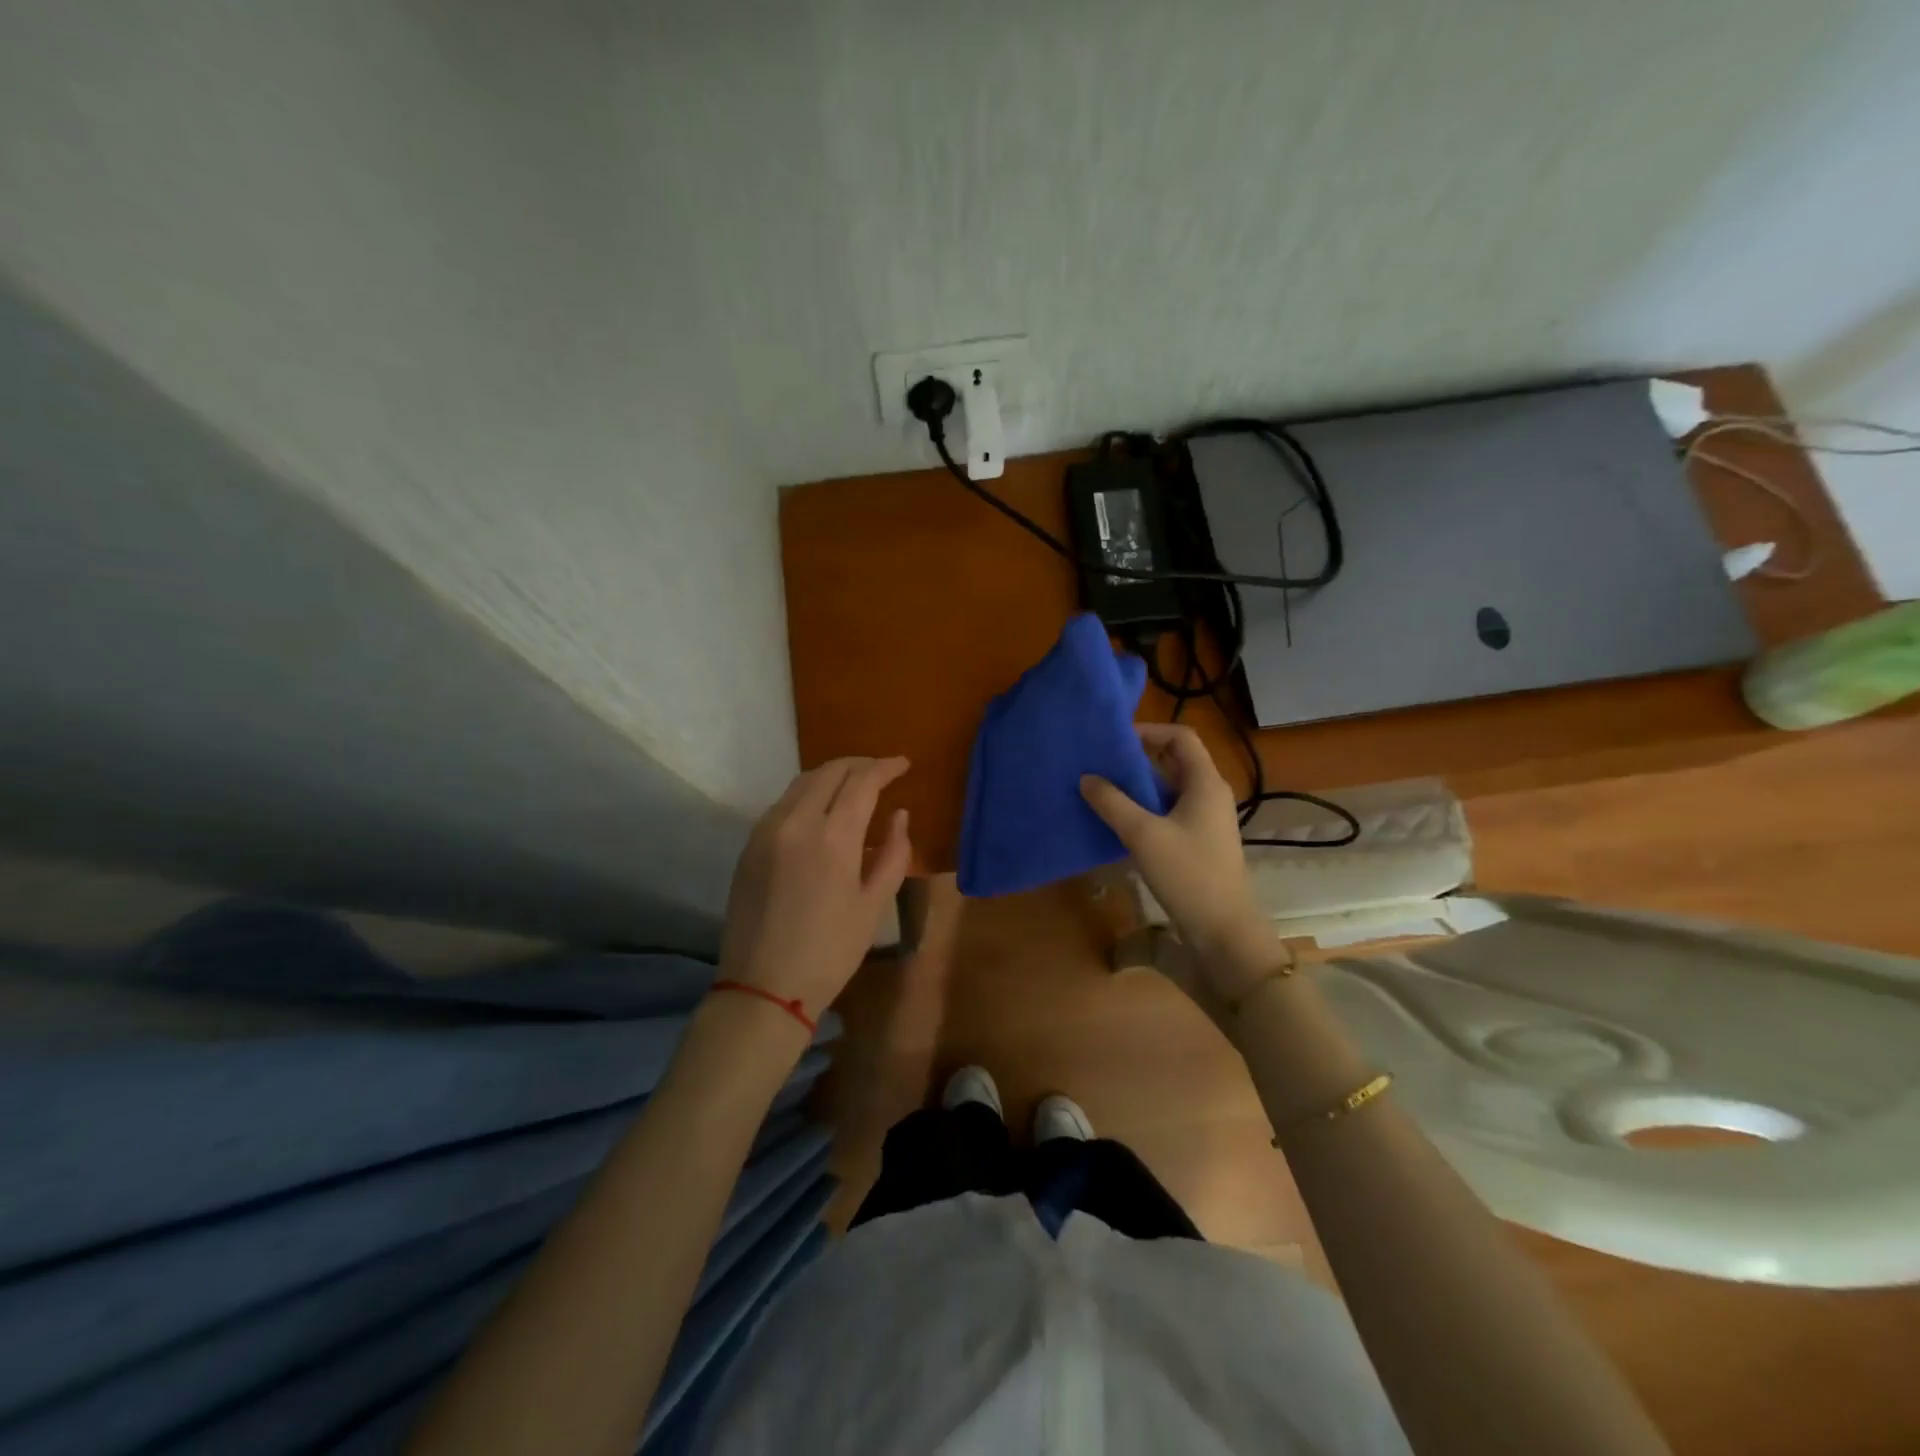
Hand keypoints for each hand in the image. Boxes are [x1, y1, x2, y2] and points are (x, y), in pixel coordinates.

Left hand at [719, 757, 912, 1026]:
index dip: (885, 767)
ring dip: (832, 775)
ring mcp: (766, 830)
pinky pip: (783, 803)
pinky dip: (809, 793)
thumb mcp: (874, 905)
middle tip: (882, 771)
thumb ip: (893, 854)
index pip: (862, 782)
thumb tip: (899, 815)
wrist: (763, 987)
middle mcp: (795, 821)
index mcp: (832, 837)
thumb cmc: (830, 951)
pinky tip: (822, 809)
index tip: (903, 764)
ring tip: (855, 785)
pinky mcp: (750, 844)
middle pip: (829, 771)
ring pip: (802, 782)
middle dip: (859, 764)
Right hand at [1081, 724, 1263, 956]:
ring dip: (1138, 786)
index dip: (1149, 730)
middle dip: (1137, 758)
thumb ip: (1112, 802)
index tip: (1115, 740)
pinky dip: (1144, 809)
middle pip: (1174, 760)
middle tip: (1100, 763)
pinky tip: (1117, 821)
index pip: (1180, 736)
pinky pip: (1168, 811)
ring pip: (1169, 788)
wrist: (1223, 929)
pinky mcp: (1198, 840)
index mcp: (1205, 782)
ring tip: (1101, 789)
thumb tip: (1086, 778)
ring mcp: (1205, 819)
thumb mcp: (1143, 834)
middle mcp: (1209, 794)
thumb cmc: (1188, 873)